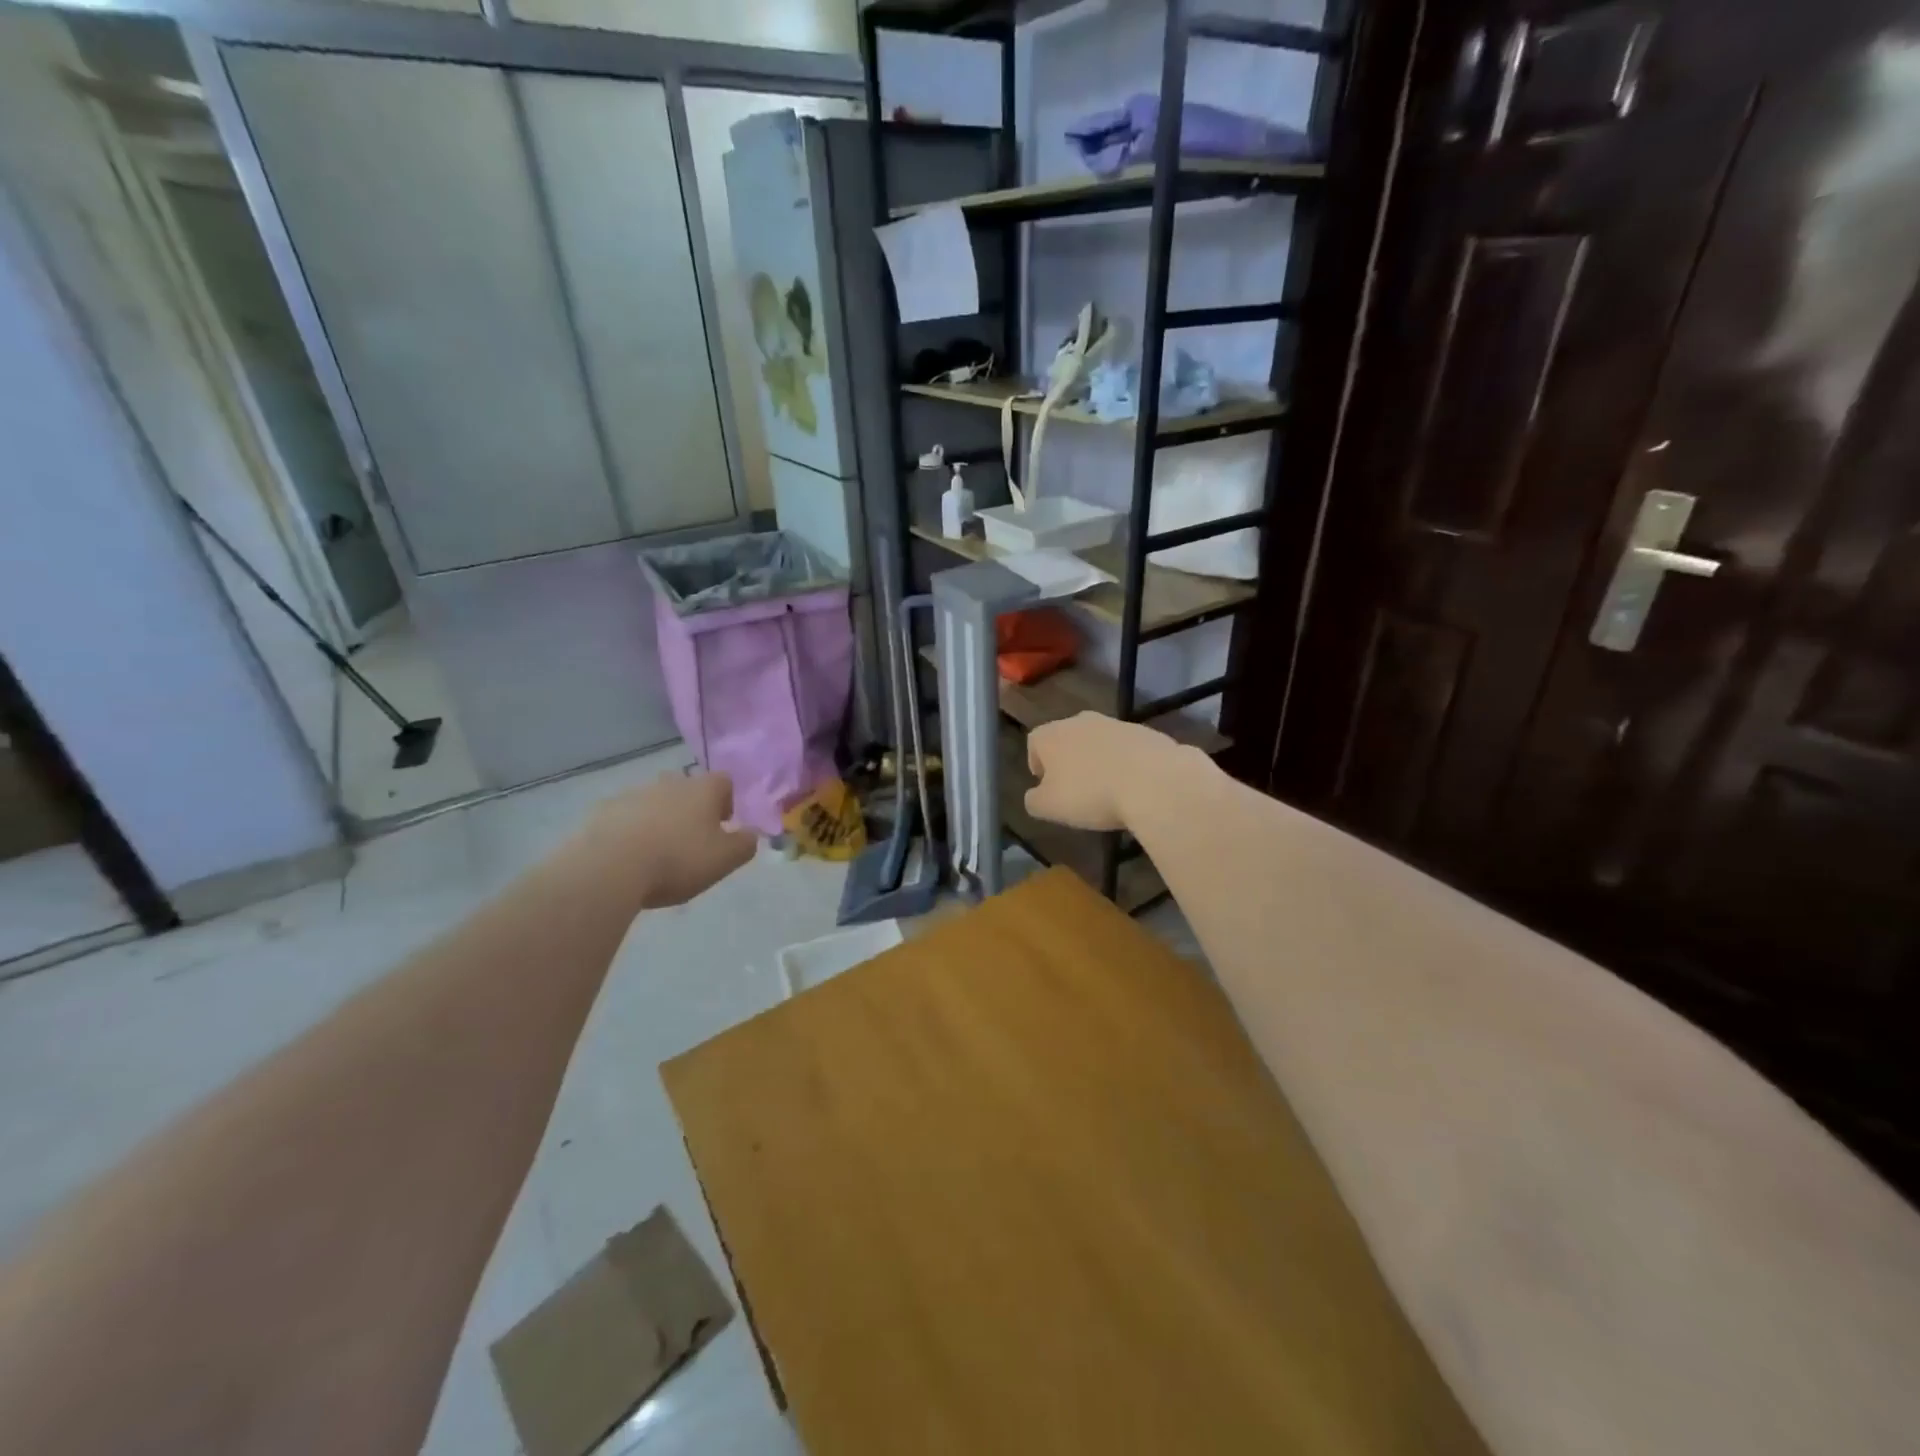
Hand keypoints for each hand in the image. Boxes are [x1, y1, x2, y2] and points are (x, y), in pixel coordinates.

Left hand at [576, 771, 756, 909]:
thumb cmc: (677, 860)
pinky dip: (631, 830)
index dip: (727, 801)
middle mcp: (670, 782)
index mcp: (703, 789)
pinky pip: (625, 816)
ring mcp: (633, 793)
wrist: (609, 868)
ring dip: (660, 819)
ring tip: (658, 852)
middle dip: (692, 809)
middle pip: (688, 789)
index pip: (724, 781)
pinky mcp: (603, 810)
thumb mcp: (725, 859)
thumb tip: (751, 834)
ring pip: (655, 801)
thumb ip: (745, 844)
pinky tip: (629, 856)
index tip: (723, 825)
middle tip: (691, 840)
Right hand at [1024, 712, 1182, 832]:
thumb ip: (1034, 800)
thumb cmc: (1091, 794)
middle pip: (1067, 739)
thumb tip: (1034, 795)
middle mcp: (1080, 721)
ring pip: (1098, 742)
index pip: (1034, 743)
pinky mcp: (1144, 732)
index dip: (1037, 765)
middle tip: (1076, 790)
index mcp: (1051, 734)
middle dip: (1069, 762)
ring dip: (1098, 762)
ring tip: (1107, 791)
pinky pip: (1126, 749)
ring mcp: (1115, 723)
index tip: (1047, 788)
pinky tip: (1133, 787)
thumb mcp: (1049, 808)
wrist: (1153, 781)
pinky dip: (1125, 764)